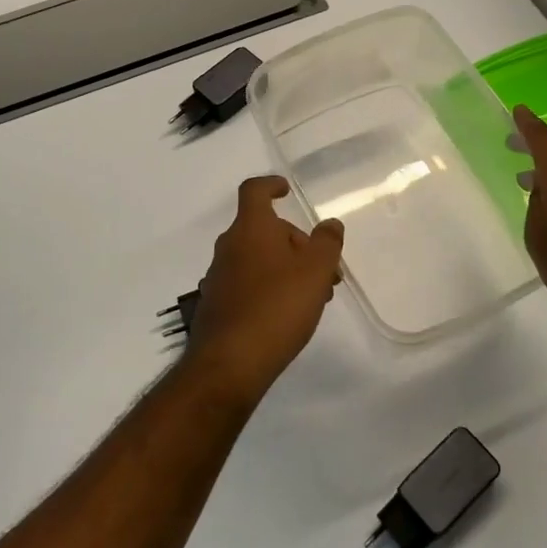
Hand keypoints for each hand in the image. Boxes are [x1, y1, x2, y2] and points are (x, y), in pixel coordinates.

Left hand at [183, 177, 343, 401]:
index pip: (254, 191)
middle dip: (294, 241)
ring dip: (285, 267)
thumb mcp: (315, 271)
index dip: (271, 185)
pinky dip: (268, 287)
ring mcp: (218, 276)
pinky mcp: (216, 304)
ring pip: (257, 258)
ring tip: (313, 295)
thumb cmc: (277, 306)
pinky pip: (246, 283)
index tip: (287, 191)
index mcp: (250, 228)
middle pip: (262, 229)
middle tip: (324, 268)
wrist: (229, 362)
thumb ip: (327, 243)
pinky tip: (287, 314)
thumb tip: (330, 224)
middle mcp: (229, 246)